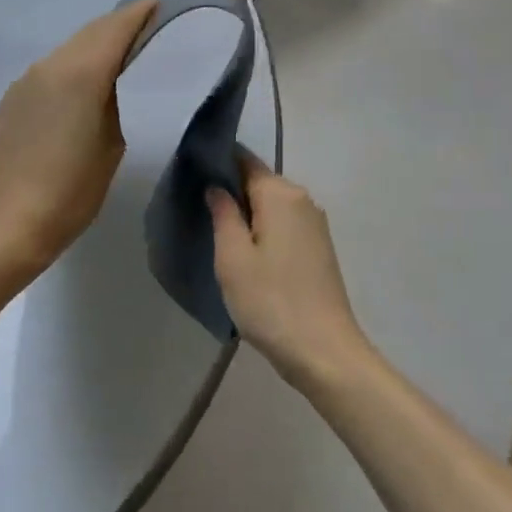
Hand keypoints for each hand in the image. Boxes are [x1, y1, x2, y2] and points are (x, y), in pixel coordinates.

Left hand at [0, 0, 157, 272]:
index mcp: (80, 75)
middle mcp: (49, 66)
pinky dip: (73, 66)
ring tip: (120, 56)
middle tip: (146, 30)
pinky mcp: (13, 99)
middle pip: (90, 33)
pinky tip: (84, 84)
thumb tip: (113, 83)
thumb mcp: (112, 144)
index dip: (139, 15)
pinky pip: (50, 70)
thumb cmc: (72, 192)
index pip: (115, 29)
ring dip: (94, 46)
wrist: (10, 221)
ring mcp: (26, 81)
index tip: (159, 6)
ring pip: (68, 50)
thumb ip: (116, 102)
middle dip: (118, 27)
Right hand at [208, 155, 374, 391]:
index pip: (244, 160)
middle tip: (194, 207)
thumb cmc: (270, 301)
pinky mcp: (318, 249)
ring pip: (271, 206)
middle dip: (229, 189)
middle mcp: (303, 201)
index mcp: (281, 195)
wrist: (322, 351)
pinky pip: (282, 226)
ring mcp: (314, 226)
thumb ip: (223, 214)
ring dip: (245, 213)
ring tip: (213, 230)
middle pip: (259, 182)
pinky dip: (262, 230)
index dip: (217, 162)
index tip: (189, 172)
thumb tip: (216, 187)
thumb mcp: (232, 257)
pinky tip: (243, 251)